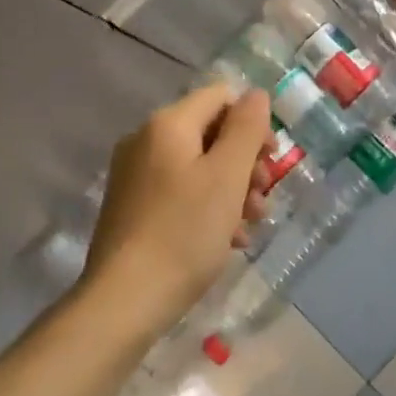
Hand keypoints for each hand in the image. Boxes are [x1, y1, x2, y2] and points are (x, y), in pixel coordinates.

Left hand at [83, 84, 274, 326]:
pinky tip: (226, 240)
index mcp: (167, 124)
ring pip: (198, 166)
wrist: (124, 301)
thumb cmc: (184, 233)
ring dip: (231, 189)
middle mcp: (145, 140)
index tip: (271, 161)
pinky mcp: (132, 207)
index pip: (221, 96)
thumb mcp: (227, 177)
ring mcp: (135, 175)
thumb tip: (256, 94)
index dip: (253, 122)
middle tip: (262, 199)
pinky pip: (179, 192)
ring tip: (249, 226)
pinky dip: (207, 207)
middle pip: (210, 132)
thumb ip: (246, 129)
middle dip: (244, 162)